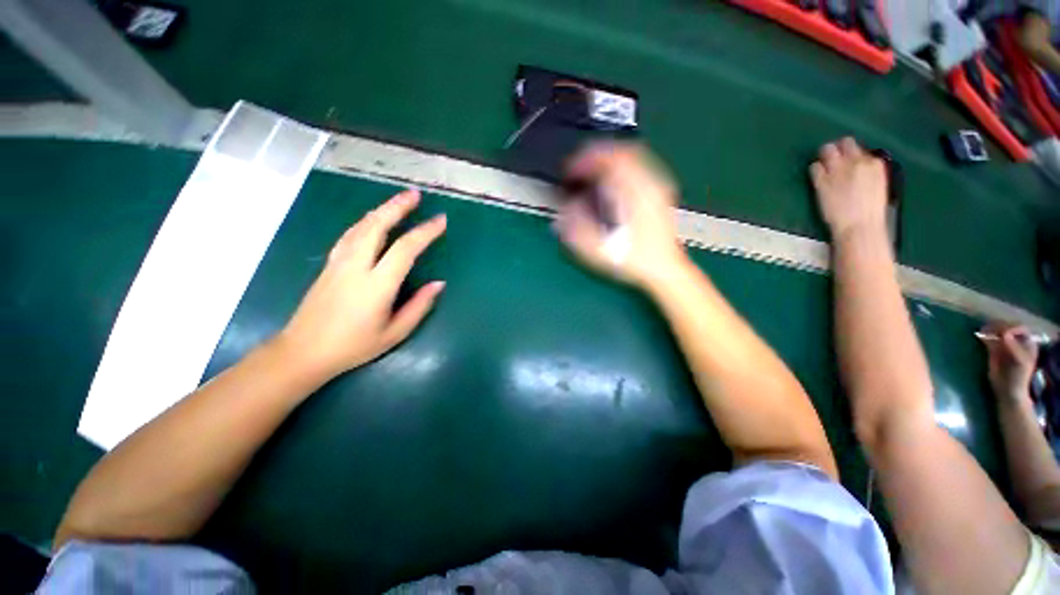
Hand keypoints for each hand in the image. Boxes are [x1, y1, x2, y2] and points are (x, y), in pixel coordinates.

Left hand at [279, 189, 445, 378]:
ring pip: (360, 227)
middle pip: (377, 226)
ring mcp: (339, 263)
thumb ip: (419, 306)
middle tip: (414, 194)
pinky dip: (365, 222)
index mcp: (376, 285)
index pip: (405, 249)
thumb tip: (438, 284)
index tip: (440, 221)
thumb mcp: (395, 333)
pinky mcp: (329, 265)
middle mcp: (356, 267)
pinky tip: (372, 220)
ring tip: (398, 201)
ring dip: (381, 210)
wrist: (303, 351)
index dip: (424, 232)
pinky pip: (349, 235)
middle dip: (397, 207)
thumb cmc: (354, 346)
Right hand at [555, 143, 686, 289]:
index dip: (583, 161)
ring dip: (608, 160)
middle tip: (579, 167)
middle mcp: (648, 184)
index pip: (607, 159)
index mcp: (633, 194)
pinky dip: (621, 168)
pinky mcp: (659, 194)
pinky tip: (612, 182)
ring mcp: (657, 187)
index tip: (568, 171)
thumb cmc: (634, 260)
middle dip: (595, 155)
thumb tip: (567, 208)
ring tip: (592, 171)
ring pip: (633, 156)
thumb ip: (578, 227)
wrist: (665, 270)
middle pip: (621, 151)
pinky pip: (640, 168)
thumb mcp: (600, 249)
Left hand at [810, 137, 888, 240]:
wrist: (859, 225)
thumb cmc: (870, 211)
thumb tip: (858, 166)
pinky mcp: (822, 180)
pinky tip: (817, 178)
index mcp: (874, 164)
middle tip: (832, 160)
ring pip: (827, 150)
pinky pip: (814, 166)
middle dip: (837, 149)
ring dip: (824, 156)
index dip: (851, 154)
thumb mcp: (877, 185)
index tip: (847, 161)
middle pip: (844, 143)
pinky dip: (814, 170)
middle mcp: (857, 162)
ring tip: (823, 166)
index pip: (859, 148)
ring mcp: (838, 170)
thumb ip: (868, 171)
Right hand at [983, 324, 1038, 405]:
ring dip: (990, 330)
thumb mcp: (1020, 362)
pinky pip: (989, 340)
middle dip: (998, 326)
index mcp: (1027, 342)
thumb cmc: (1018, 376)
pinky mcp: (994, 350)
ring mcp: (1004, 345)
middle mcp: (1016, 341)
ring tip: (982, 330)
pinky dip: (984, 337)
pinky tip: (979, 335)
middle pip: (1007, 328)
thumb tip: (1004, 334)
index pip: (1019, 328)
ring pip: (997, 332)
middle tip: (989, 328)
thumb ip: (1014, 348)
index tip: (1002, 333)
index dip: (1011, 327)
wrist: (1008, 390)